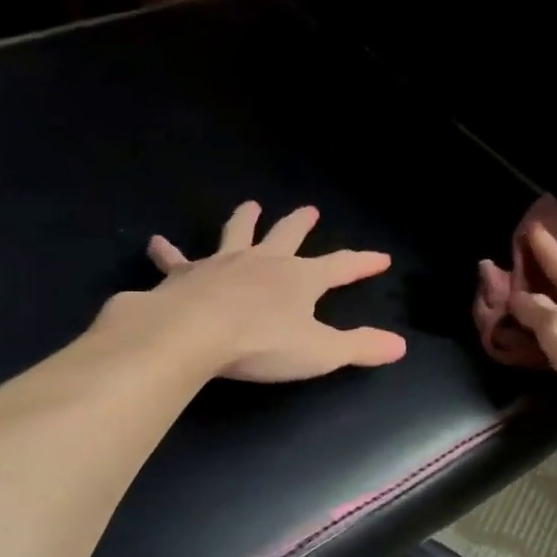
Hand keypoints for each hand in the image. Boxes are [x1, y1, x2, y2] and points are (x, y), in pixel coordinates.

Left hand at [131, 201, 407, 381]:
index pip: (340, 267)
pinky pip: (176, 260)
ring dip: (245, 220)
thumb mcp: (321, 352)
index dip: (362, 263)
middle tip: (309, 209)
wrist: (195, 334)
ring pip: (237, 234)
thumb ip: (360, 347)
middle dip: (301, 224)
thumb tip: (399, 345)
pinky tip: (156, 243)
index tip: (381, 258)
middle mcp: (264, 262)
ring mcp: (223, 263)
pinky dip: (167, 252)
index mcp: (300, 279)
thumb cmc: (262, 344)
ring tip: (250, 205)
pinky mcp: (185, 275)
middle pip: (287, 236)